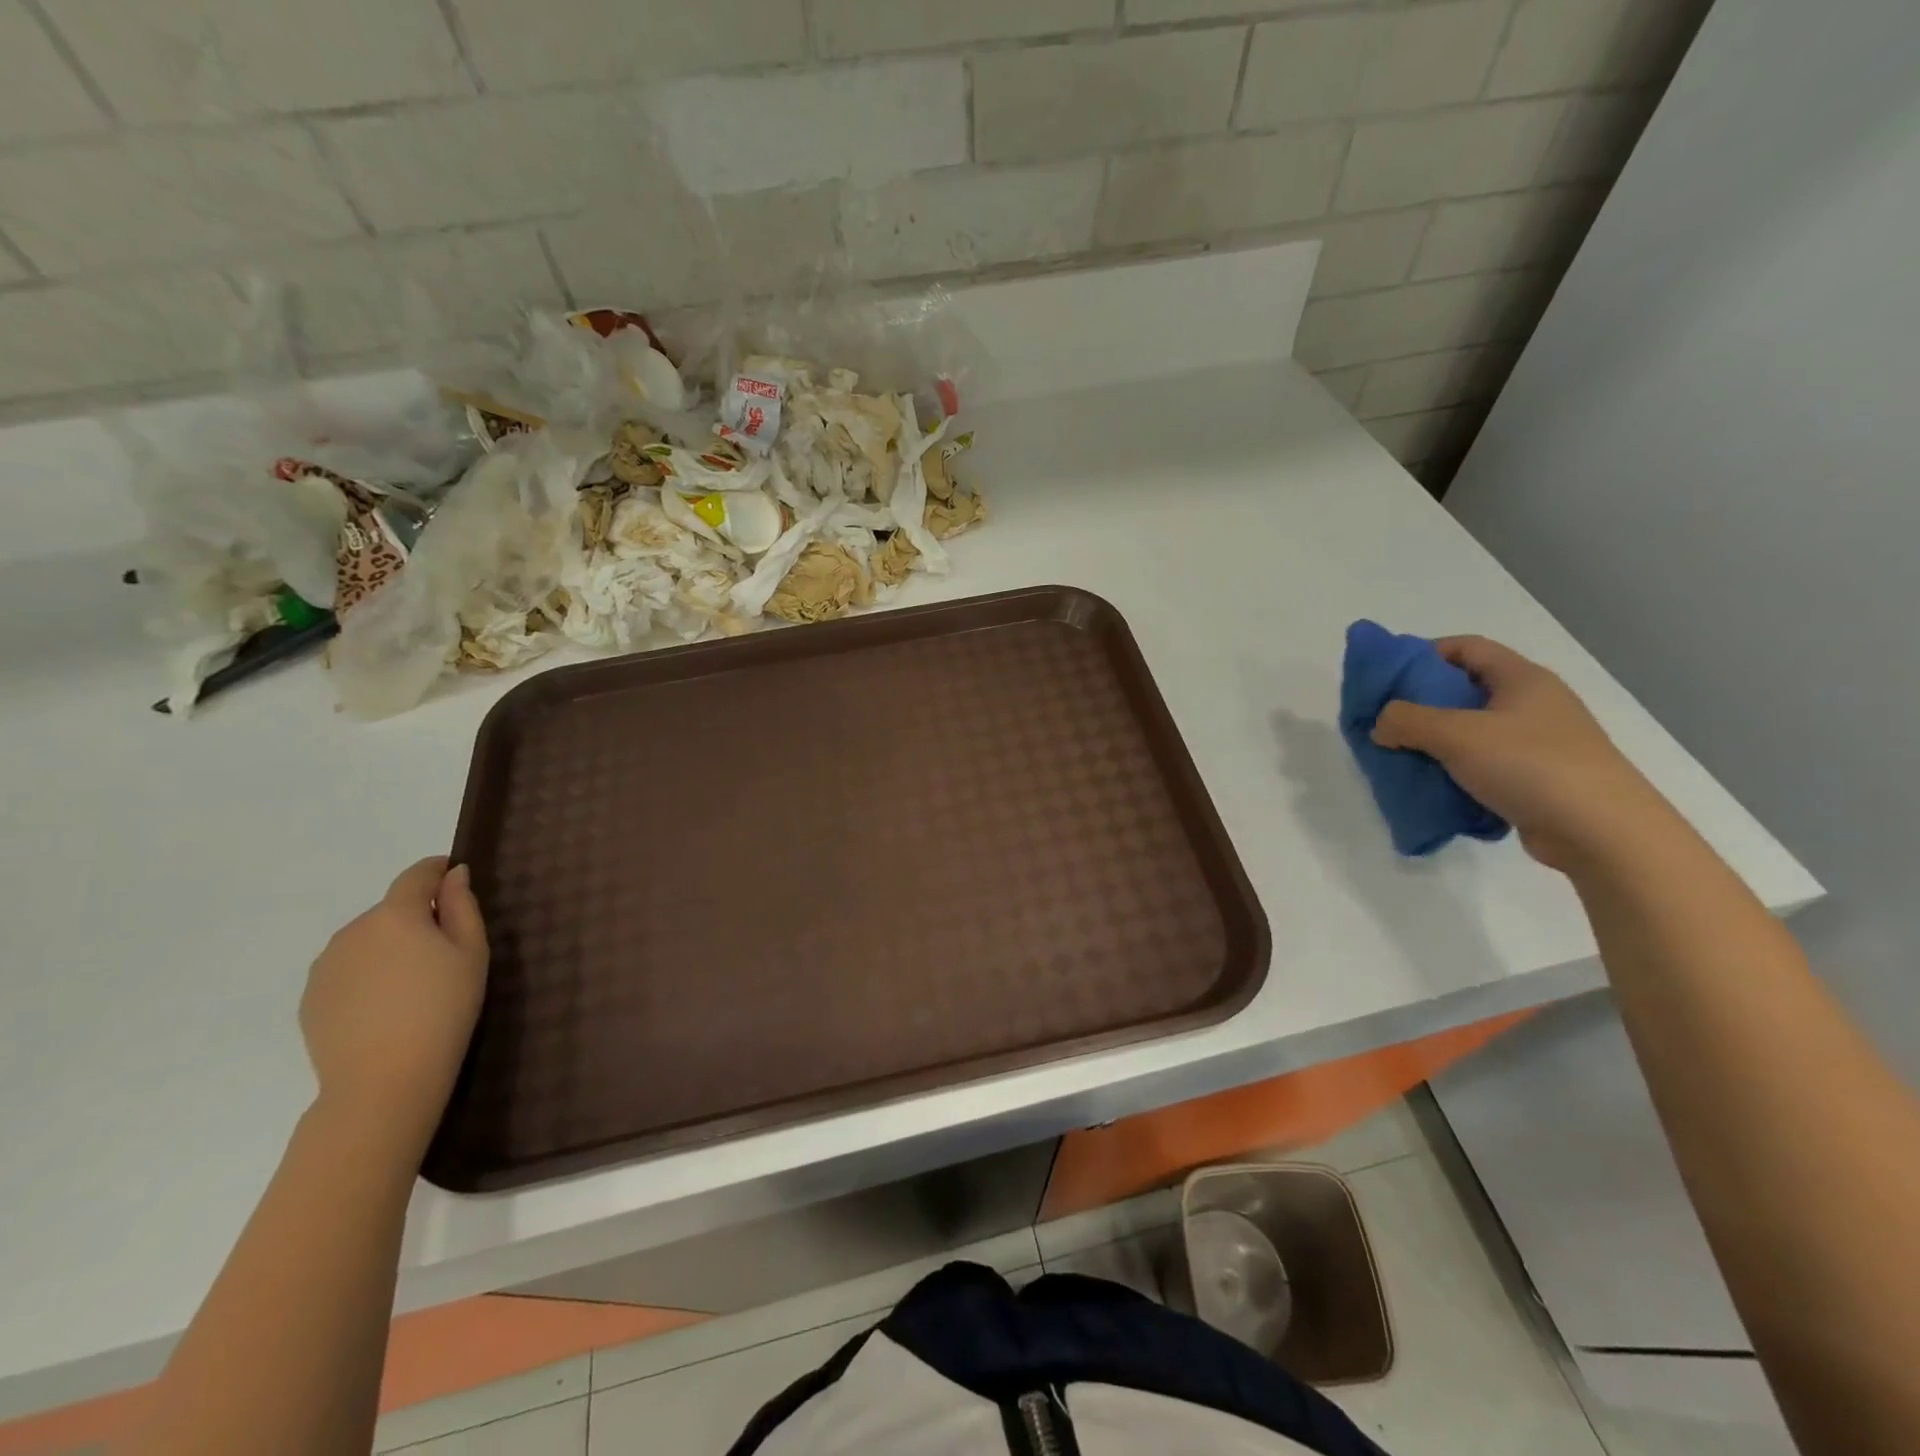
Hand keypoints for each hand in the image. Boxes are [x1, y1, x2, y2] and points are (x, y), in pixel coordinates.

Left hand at [300, 858, 488, 1159]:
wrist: (384, 1079)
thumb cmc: (443, 1009)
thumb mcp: (471, 952)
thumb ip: (462, 906)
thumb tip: (454, 874)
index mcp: (395, 915)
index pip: (416, 876)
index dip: (437, 870)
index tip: (454, 875)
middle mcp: (353, 930)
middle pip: (391, 910)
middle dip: (416, 918)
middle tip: (446, 950)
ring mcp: (325, 966)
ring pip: (367, 940)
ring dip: (390, 946)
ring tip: (414, 983)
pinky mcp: (312, 997)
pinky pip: (348, 970)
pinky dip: (369, 974)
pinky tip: (387, 1006)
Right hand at [1371, 636, 1669, 870]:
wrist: (1603, 833)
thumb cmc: (1531, 766)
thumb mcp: (1456, 734)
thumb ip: (1407, 720)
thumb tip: (1380, 724)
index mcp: (1521, 678)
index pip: (1466, 647)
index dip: (1423, 654)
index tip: (1386, 676)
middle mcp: (1532, 704)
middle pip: (1464, 690)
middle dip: (1420, 703)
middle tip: (1384, 720)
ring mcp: (1537, 742)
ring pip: (1470, 730)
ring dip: (1433, 741)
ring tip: (1400, 756)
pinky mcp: (1536, 778)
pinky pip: (1482, 764)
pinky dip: (1453, 770)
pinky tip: (1432, 785)